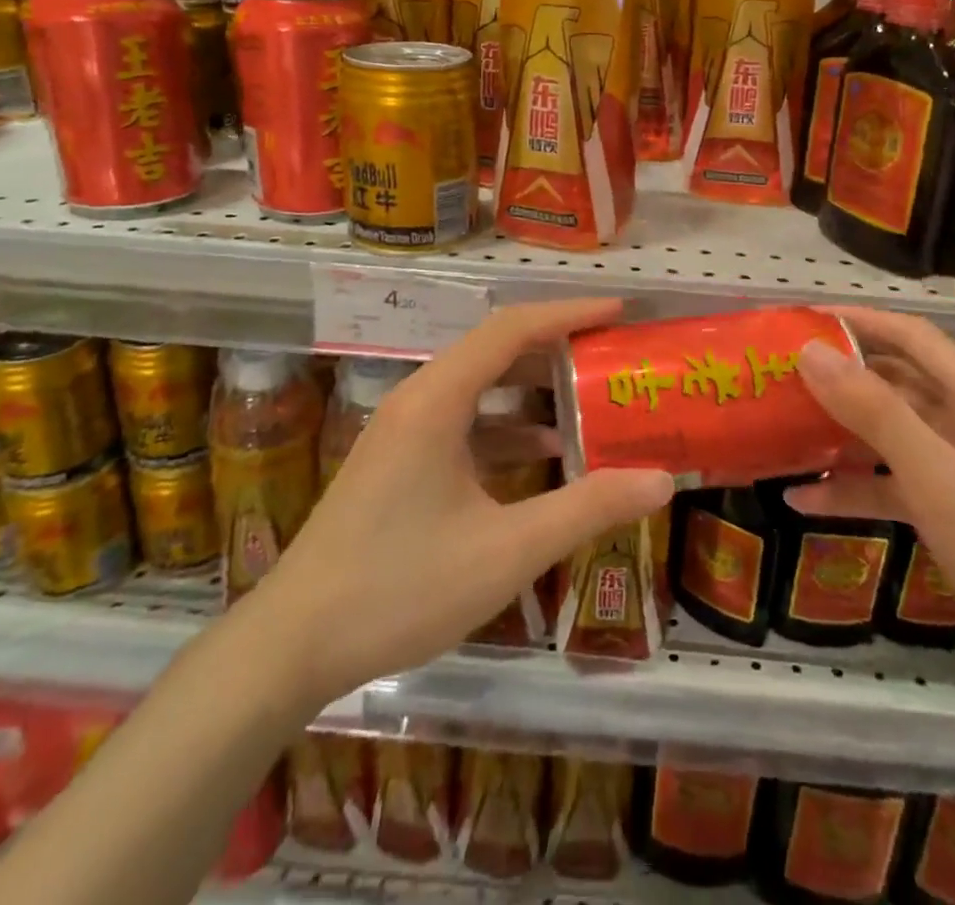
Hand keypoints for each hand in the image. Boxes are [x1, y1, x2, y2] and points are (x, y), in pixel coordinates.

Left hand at [248, 299, 673, 724]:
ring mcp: (403, 431)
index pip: (511, 329)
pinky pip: (462, 423)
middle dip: (556, 348)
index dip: (568, 313)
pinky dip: (506, 427)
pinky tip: (544, 454)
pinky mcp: (398, 461)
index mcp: (437, 400)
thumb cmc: (400, 587)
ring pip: (479, 388)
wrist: (292, 644)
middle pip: (495, 351)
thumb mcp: (508, 550)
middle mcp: (418, 400)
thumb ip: (588, 509)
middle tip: (611, 354)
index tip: (618, 311)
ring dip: (532, 389)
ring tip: (589, 398)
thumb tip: (662, 481)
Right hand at [792, 307, 954, 715]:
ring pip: (892, 436)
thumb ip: (872, 410)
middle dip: (840, 379)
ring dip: (841, 435)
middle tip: (778, 379)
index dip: (857, 321)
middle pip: (897, 384)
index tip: (800, 320)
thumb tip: (810, 351)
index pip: (910, 336)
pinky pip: (897, 486)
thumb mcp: (936, 474)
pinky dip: (857, 488)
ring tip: (780, 432)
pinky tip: (804, 500)